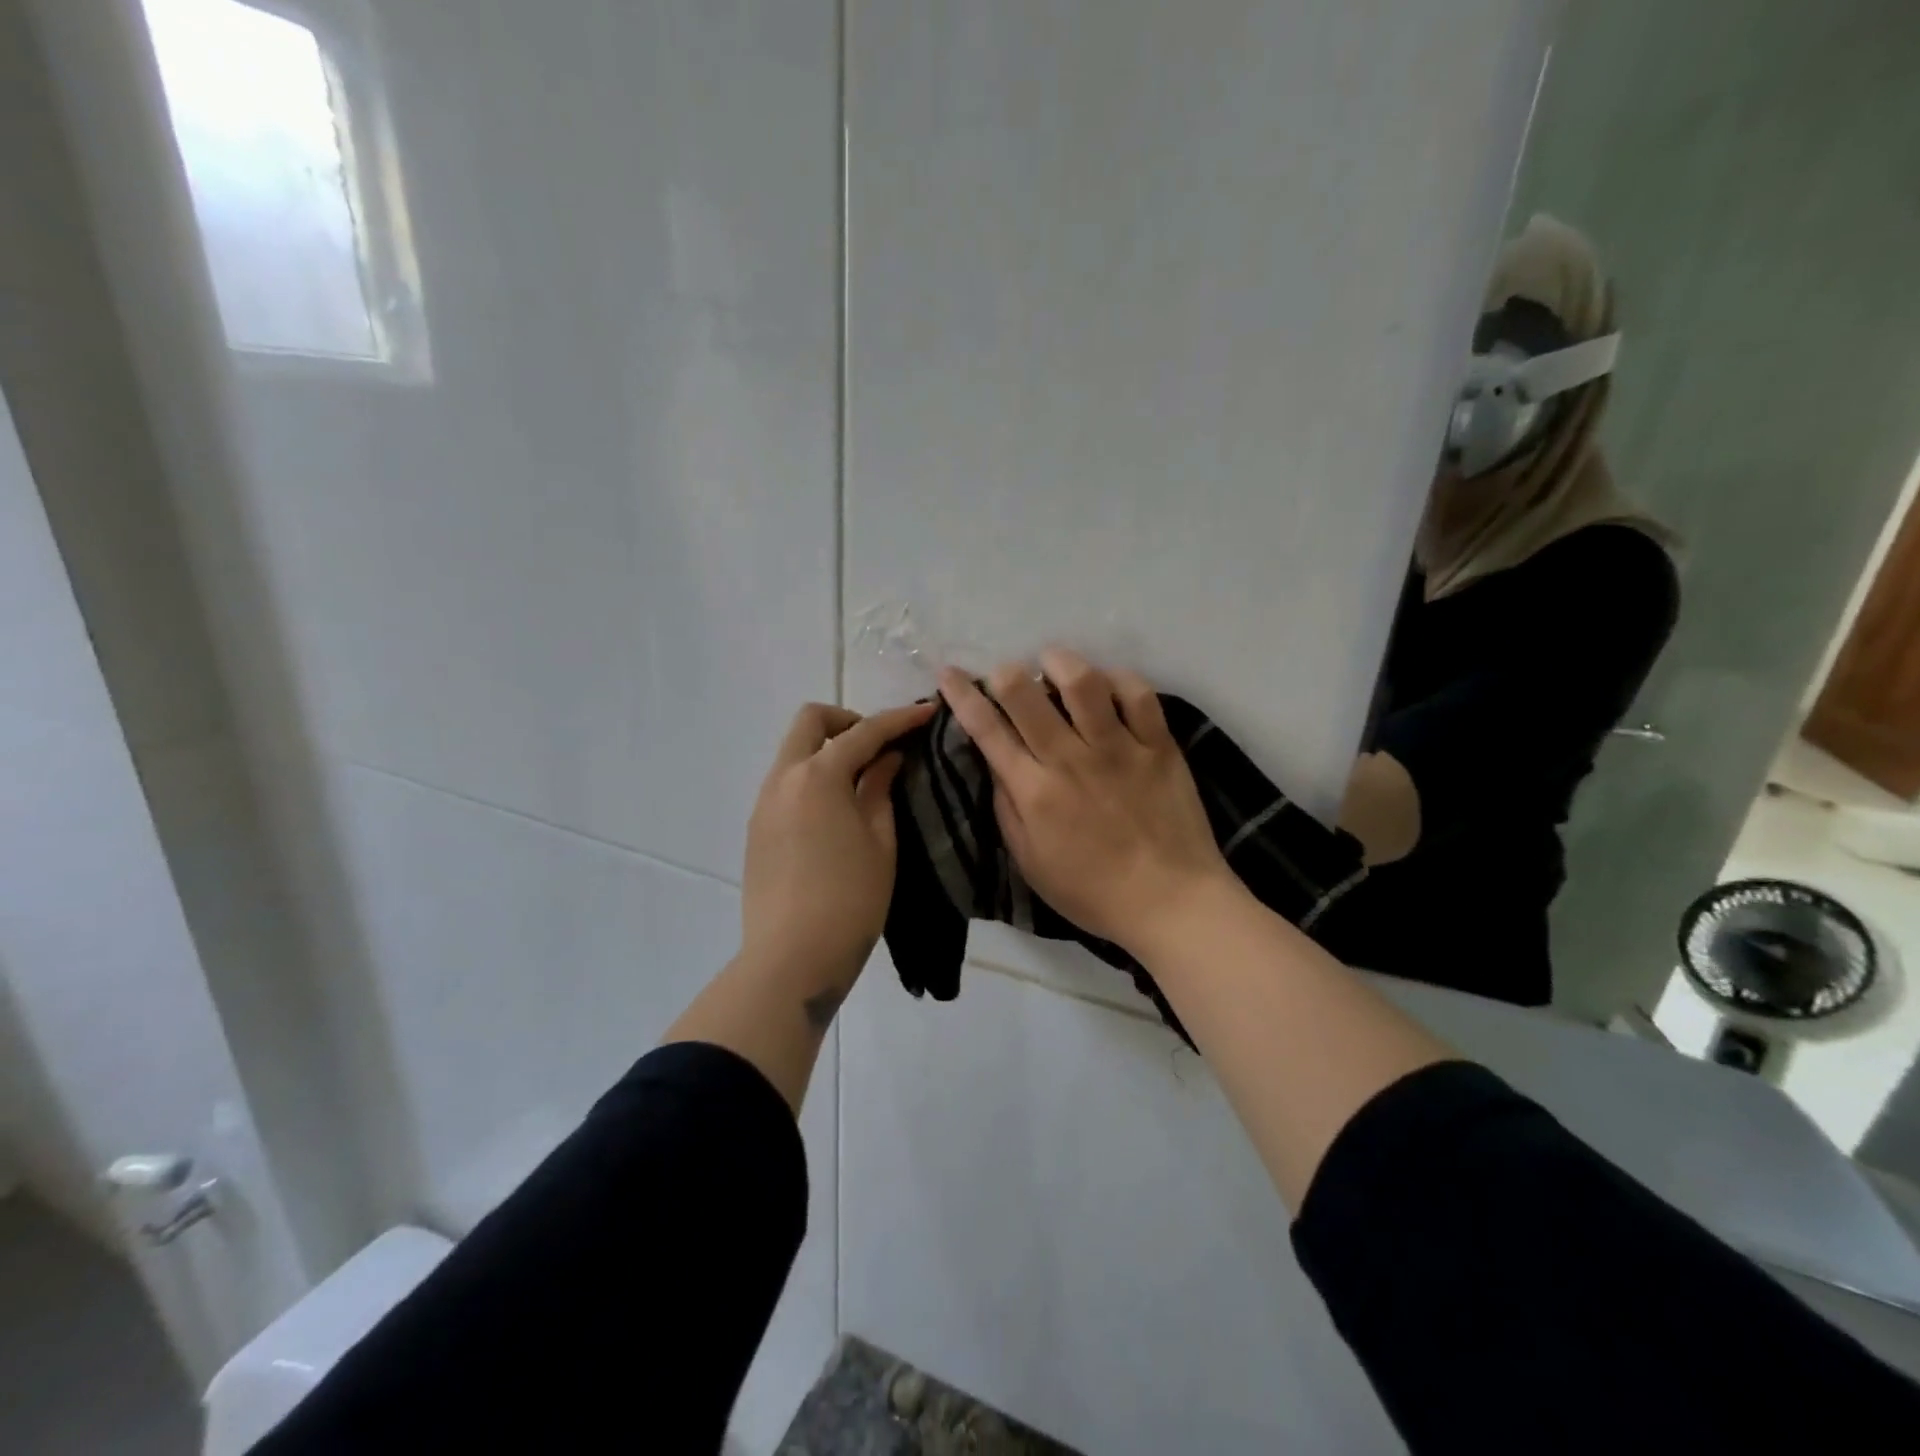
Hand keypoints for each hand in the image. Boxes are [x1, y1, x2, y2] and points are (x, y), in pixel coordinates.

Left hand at [741, 699, 936, 992]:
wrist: (792, 959)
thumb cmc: (850, 900)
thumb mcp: (880, 842)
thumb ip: (880, 790)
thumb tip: (886, 759)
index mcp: (818, 776)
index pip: (863, 732)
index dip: (899, 720)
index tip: (927, 713)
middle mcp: (783, 778)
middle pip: (811, 722)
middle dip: (849, 722)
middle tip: (881, 748)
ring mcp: (763, 803)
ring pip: (794, 752)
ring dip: (828, 750)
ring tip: (863, 780)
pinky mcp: (756, 829)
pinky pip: (785, 782)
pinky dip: (813, 777)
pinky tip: (836, 810)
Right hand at [937, 649, 1236, 956]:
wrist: (1171, 903)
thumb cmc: (1093, 892)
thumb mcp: (1031, 864)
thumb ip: (1008, 810)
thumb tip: (995, 763)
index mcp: (1035, 791)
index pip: (987, 730)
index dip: (962, 695)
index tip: (949, 673)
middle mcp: (1071, 760)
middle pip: (1026, 694)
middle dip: (1005, 673)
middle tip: (1005, 674)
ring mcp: (1119, 749)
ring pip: (1083, 683)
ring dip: (1060, 662)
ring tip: (1053, 663)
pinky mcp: (1159, 747)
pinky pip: (1139, 695)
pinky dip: (1119, 679)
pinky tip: (1108, 683)